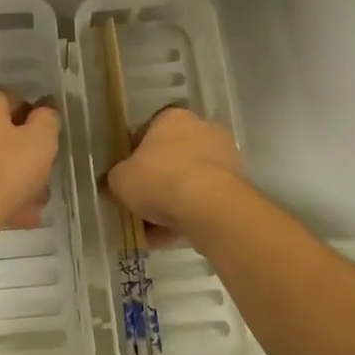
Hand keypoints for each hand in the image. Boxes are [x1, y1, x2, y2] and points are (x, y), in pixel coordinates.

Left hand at [0, 87, 60, 235]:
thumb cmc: (3, 171)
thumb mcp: (41, 142)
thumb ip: (47, 120)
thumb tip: (42, 113)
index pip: (16, 103)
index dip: (35, 128)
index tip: (45, 153)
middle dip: (19, 159)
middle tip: (39, 186)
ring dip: (4, 180)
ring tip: (26, 209)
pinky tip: (2, 215)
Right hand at [106, 106, 244, 242]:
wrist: (209, 206)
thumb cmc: (159, 179)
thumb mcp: (120, 179)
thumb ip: (117, 178)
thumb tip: (118, 183)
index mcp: (172, 118)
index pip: (147, 134)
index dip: (133, 159)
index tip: (127, 181)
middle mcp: (202, 129)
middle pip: (171, 158)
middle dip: (157, 182)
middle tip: (141, 206)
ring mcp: (224, 157)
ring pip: (190, 181)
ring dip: (173, 203)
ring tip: (155, 231)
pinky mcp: (238, 185)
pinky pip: (205, 201)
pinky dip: (190, 216)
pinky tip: (173, 237)